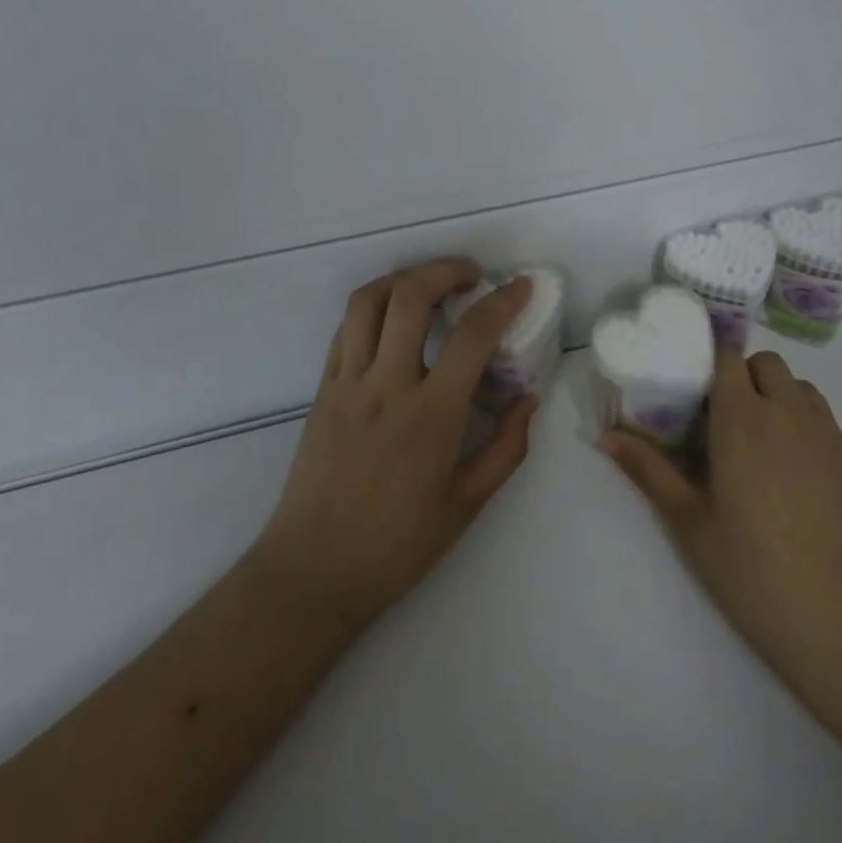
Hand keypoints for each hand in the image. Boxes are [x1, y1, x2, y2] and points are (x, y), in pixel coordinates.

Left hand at [247, 258, 538, 632]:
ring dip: (404, 279)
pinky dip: (373, 308)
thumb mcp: (466, 505)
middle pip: (410, 296)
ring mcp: (346, 383)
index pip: (472, 336)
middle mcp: (385, 386)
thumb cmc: (396, 546)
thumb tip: (528, 398)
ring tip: (429, 284)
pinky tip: (393, 319)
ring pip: (368, 301)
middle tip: (471, 276)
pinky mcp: (322, 389)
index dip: (503, 302)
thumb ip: (506, 448)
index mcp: (430, 417)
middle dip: (446, 270)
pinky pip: (345, 328)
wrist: (313, 572)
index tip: (522, 286)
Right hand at [600, 348, 841, 685]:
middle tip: (723, 421)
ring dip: (777, 398)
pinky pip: (825, 423)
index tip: (693, 391)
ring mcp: (829, 436)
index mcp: (742, 418)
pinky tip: (796, 481)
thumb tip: (605, 437)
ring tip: (761, 447)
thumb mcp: (690, 522)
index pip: (728, 356)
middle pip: (766, 363)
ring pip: (800, 388)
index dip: (710, 363)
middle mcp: (789, 413)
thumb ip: (649, 470)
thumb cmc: (754, 571)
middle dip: (743, 377)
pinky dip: (805, 429)